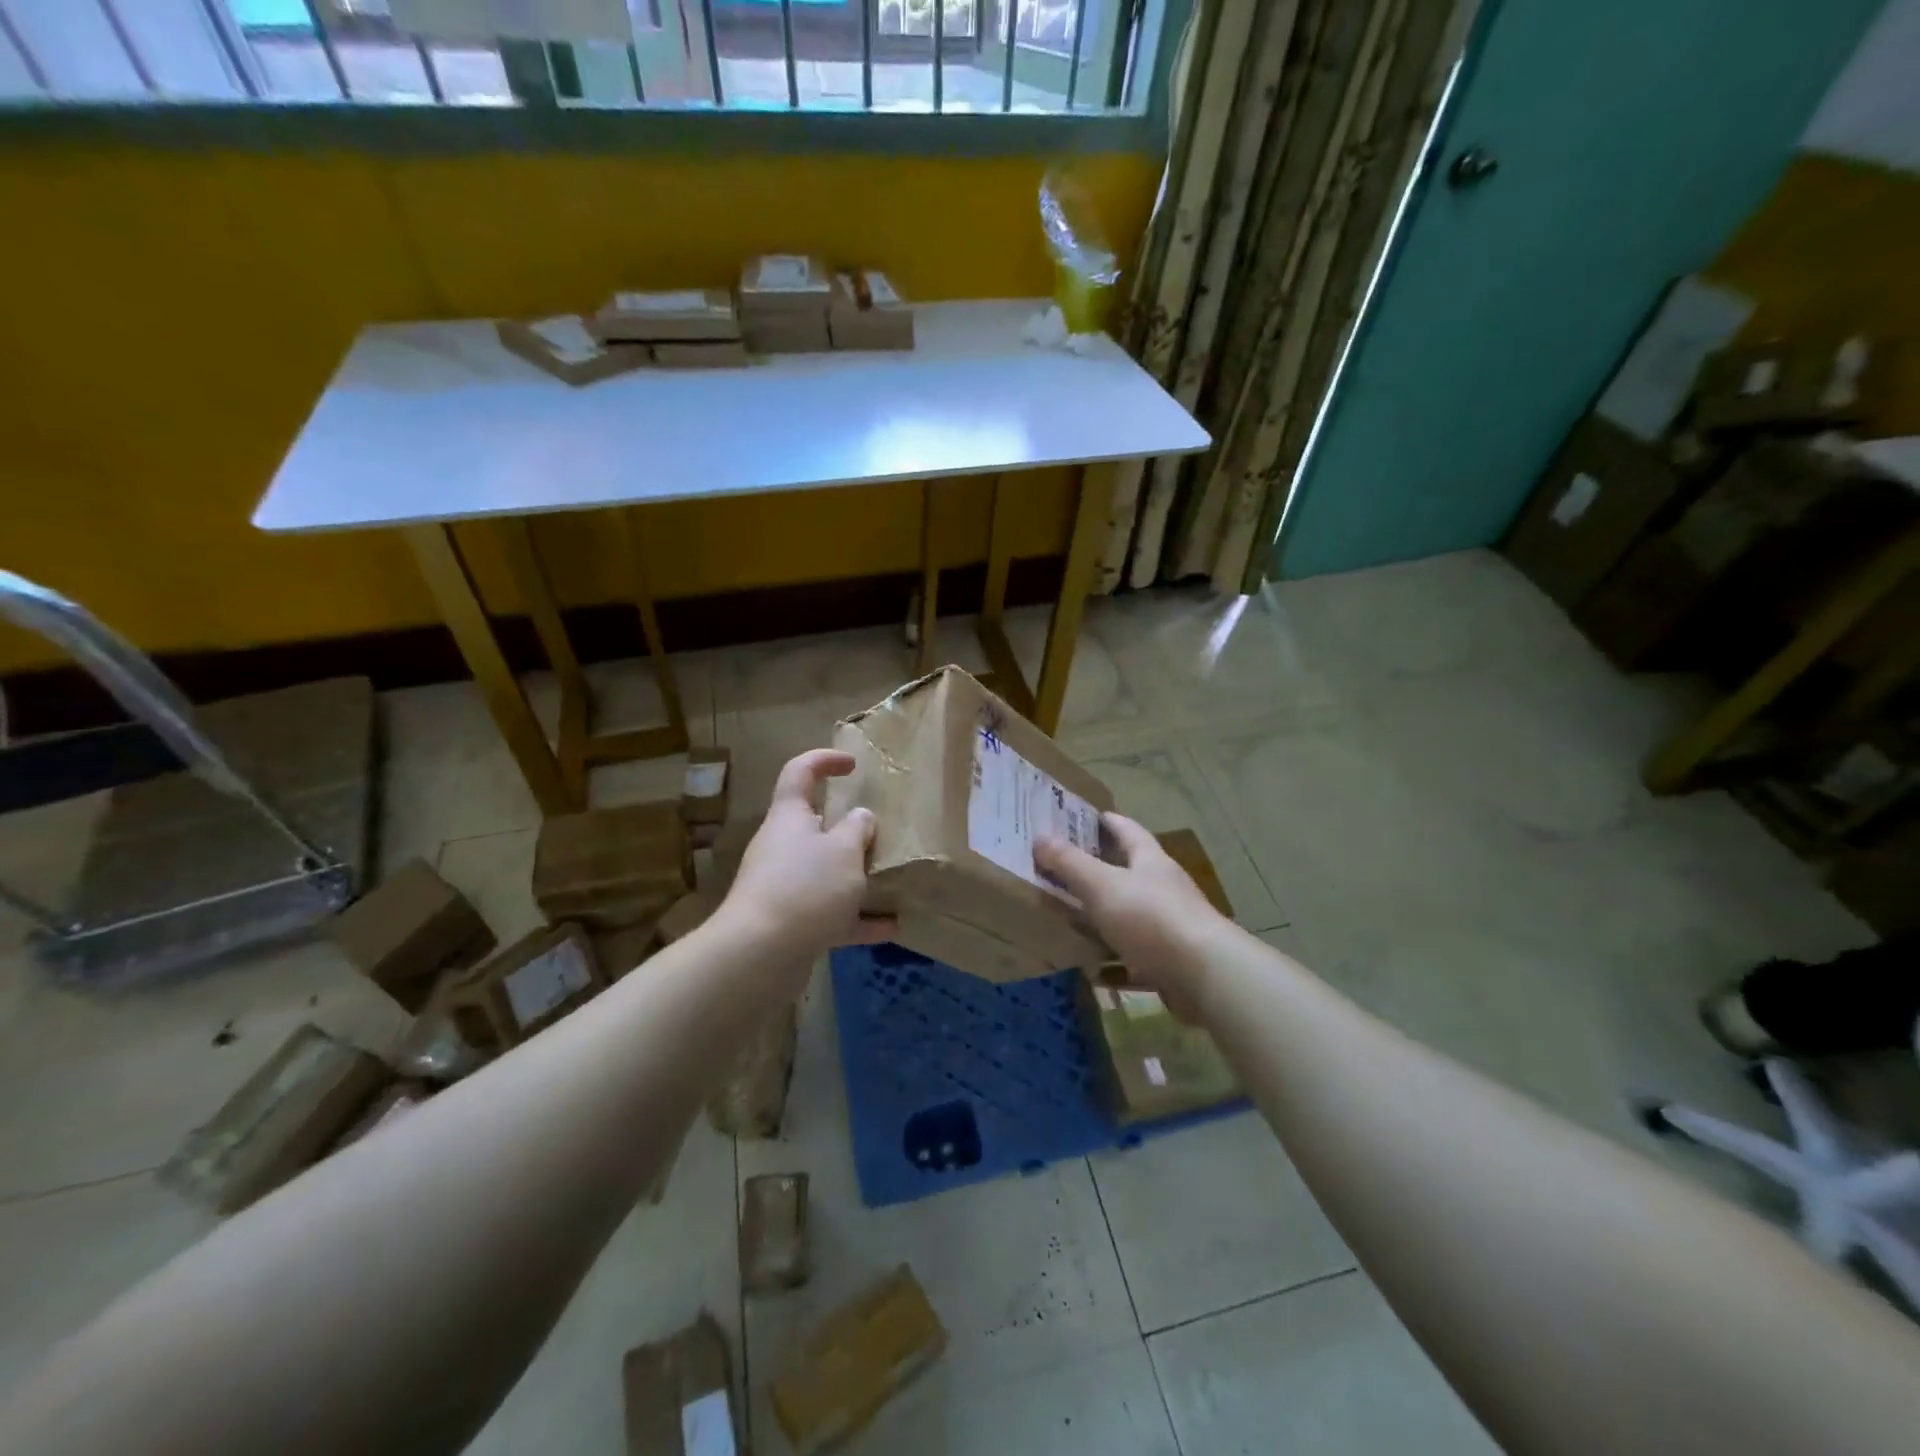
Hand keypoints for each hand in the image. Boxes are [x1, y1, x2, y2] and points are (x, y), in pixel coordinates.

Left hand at [720, 749, 894, 968]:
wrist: (760, 954)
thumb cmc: (806, 887)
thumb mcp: (844, 851)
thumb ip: (858, 829)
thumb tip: (861, 818)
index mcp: (790, 817)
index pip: (800, 772)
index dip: (825, 760)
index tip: (853, 765)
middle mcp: (782, 846)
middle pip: (815, 826)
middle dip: (848, 830)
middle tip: (880, 835)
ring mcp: (784, 886)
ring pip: (824, 872)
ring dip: (855, 876)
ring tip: (890, 880)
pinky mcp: (790, 922)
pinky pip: (829, 913)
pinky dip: (857, 918)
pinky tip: (890, 927)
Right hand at [1034, 813, 1228, 1011]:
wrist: (1204, 976)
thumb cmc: (1151, 918)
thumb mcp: (1103, 885)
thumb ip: (1070, 863)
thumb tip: (1040, 836)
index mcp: (1150, 861)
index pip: (1126, 830)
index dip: (1104, 821)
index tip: (1078, 817)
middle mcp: (1162, 889)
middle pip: (1127, 873)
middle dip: (1095, 871)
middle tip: (1058, 870)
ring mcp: (1167, 927)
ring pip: (1127, 917)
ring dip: (1101, 919)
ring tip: (1065, 920)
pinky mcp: (1168, 963)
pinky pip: (1133, 959)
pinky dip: (1111, 963)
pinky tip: (1090, 970)